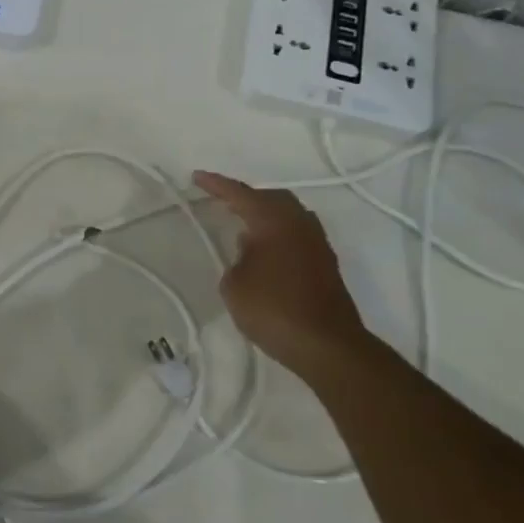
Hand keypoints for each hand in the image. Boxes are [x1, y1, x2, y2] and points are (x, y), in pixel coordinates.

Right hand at [193, 170, 373, 379]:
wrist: (327, 346)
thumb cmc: (273, 309)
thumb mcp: (234, 284)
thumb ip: (237, 258)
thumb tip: (250, 250)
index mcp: (274, 221)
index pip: (240, 194)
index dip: (216, 184)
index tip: (197, 176)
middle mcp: (299, 224)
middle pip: (272, 198)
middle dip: (247, 197)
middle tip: (224, 201)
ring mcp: (317, 244)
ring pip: (289, 215)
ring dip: (266, 215)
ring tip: (244, 224)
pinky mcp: (326, 265)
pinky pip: (297, 234)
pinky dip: (278, 233)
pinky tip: (265, 250)